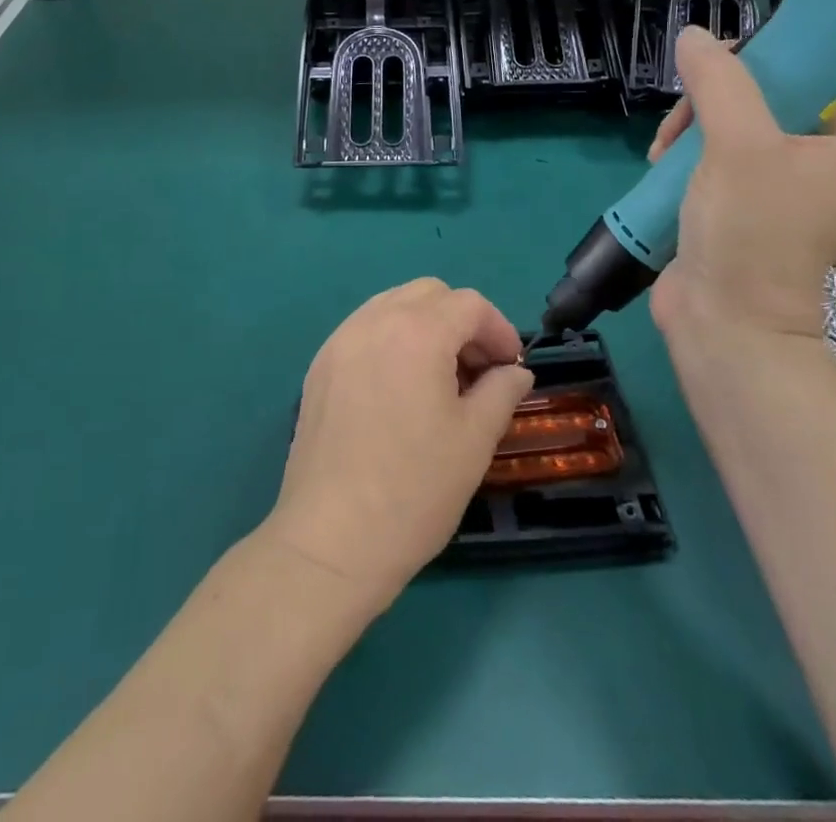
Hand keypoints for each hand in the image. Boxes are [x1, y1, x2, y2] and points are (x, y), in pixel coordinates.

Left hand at [263, 279, 532, 609]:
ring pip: (393, 304)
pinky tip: (399, 387)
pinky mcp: (319, 366)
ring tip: (439, 377)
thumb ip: (501, 391)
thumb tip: (515, 372)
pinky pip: (364, 329)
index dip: (499, 329)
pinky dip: (392, 338)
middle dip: (462, 321)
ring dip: (425, 325)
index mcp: (417, 332)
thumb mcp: (474, 441)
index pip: (469, 304)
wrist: (331, 542)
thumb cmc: (414, 490)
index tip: (511, 368)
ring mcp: (340, 341)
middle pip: (429, 293)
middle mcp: (374, 321)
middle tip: (477, 370)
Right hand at [648, 27, 835, 355]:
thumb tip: (694, 35)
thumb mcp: (737, 144)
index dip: (759, 65)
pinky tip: (659, 170)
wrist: (726, 321)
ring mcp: (768, 193)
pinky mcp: (731, 212)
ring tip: (661, 156)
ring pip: (722, 133)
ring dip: (686, 135)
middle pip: (754, 104)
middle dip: (707, 107)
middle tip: (679, 126)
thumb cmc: (749, 228)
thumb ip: (719, 83)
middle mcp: (809, 167)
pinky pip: (705, 165)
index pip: (806, 80)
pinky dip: (680, 162)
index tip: (714, 69)